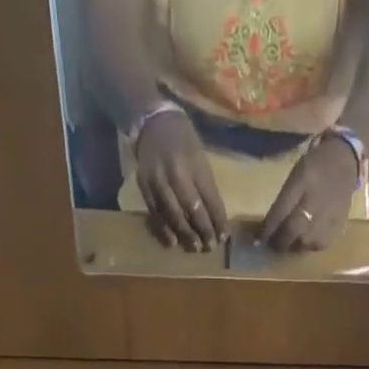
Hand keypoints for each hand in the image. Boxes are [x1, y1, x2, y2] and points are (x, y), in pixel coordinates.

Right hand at [135, 110, 226, 251]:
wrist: (152, 121)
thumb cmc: (183, 140)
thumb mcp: (200, 157)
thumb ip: (206, 186)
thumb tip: (215, 218)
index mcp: (195, 164)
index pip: (210, 199)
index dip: (218, 221)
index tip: (224, 237)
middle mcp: (177, 173)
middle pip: (193, 210)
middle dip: (204, 231)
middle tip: (210, 247)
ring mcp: (159, 180)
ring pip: (174, 214)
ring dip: (186, 235)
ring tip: (195, 248)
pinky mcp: (145, 186)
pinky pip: (155, 213)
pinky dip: (164, 230)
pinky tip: (173, 242)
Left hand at [258, 136, 359, 252]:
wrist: (346, 163)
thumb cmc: (315, 167)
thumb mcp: (296, 174)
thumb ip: (282, 200)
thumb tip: (268, 229)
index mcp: (303, 182)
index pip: (278, 214)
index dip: (266, 231)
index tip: (256, 242)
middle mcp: (315, 203)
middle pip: (290, 233)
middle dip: (278, 241)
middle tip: (272, 243)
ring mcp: (327, 219)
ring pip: (301, 244)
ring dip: (292, 245)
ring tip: (290, 240)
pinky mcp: (336, 230)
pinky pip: (315, 247)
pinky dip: (307, 245)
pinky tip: (307, 237)